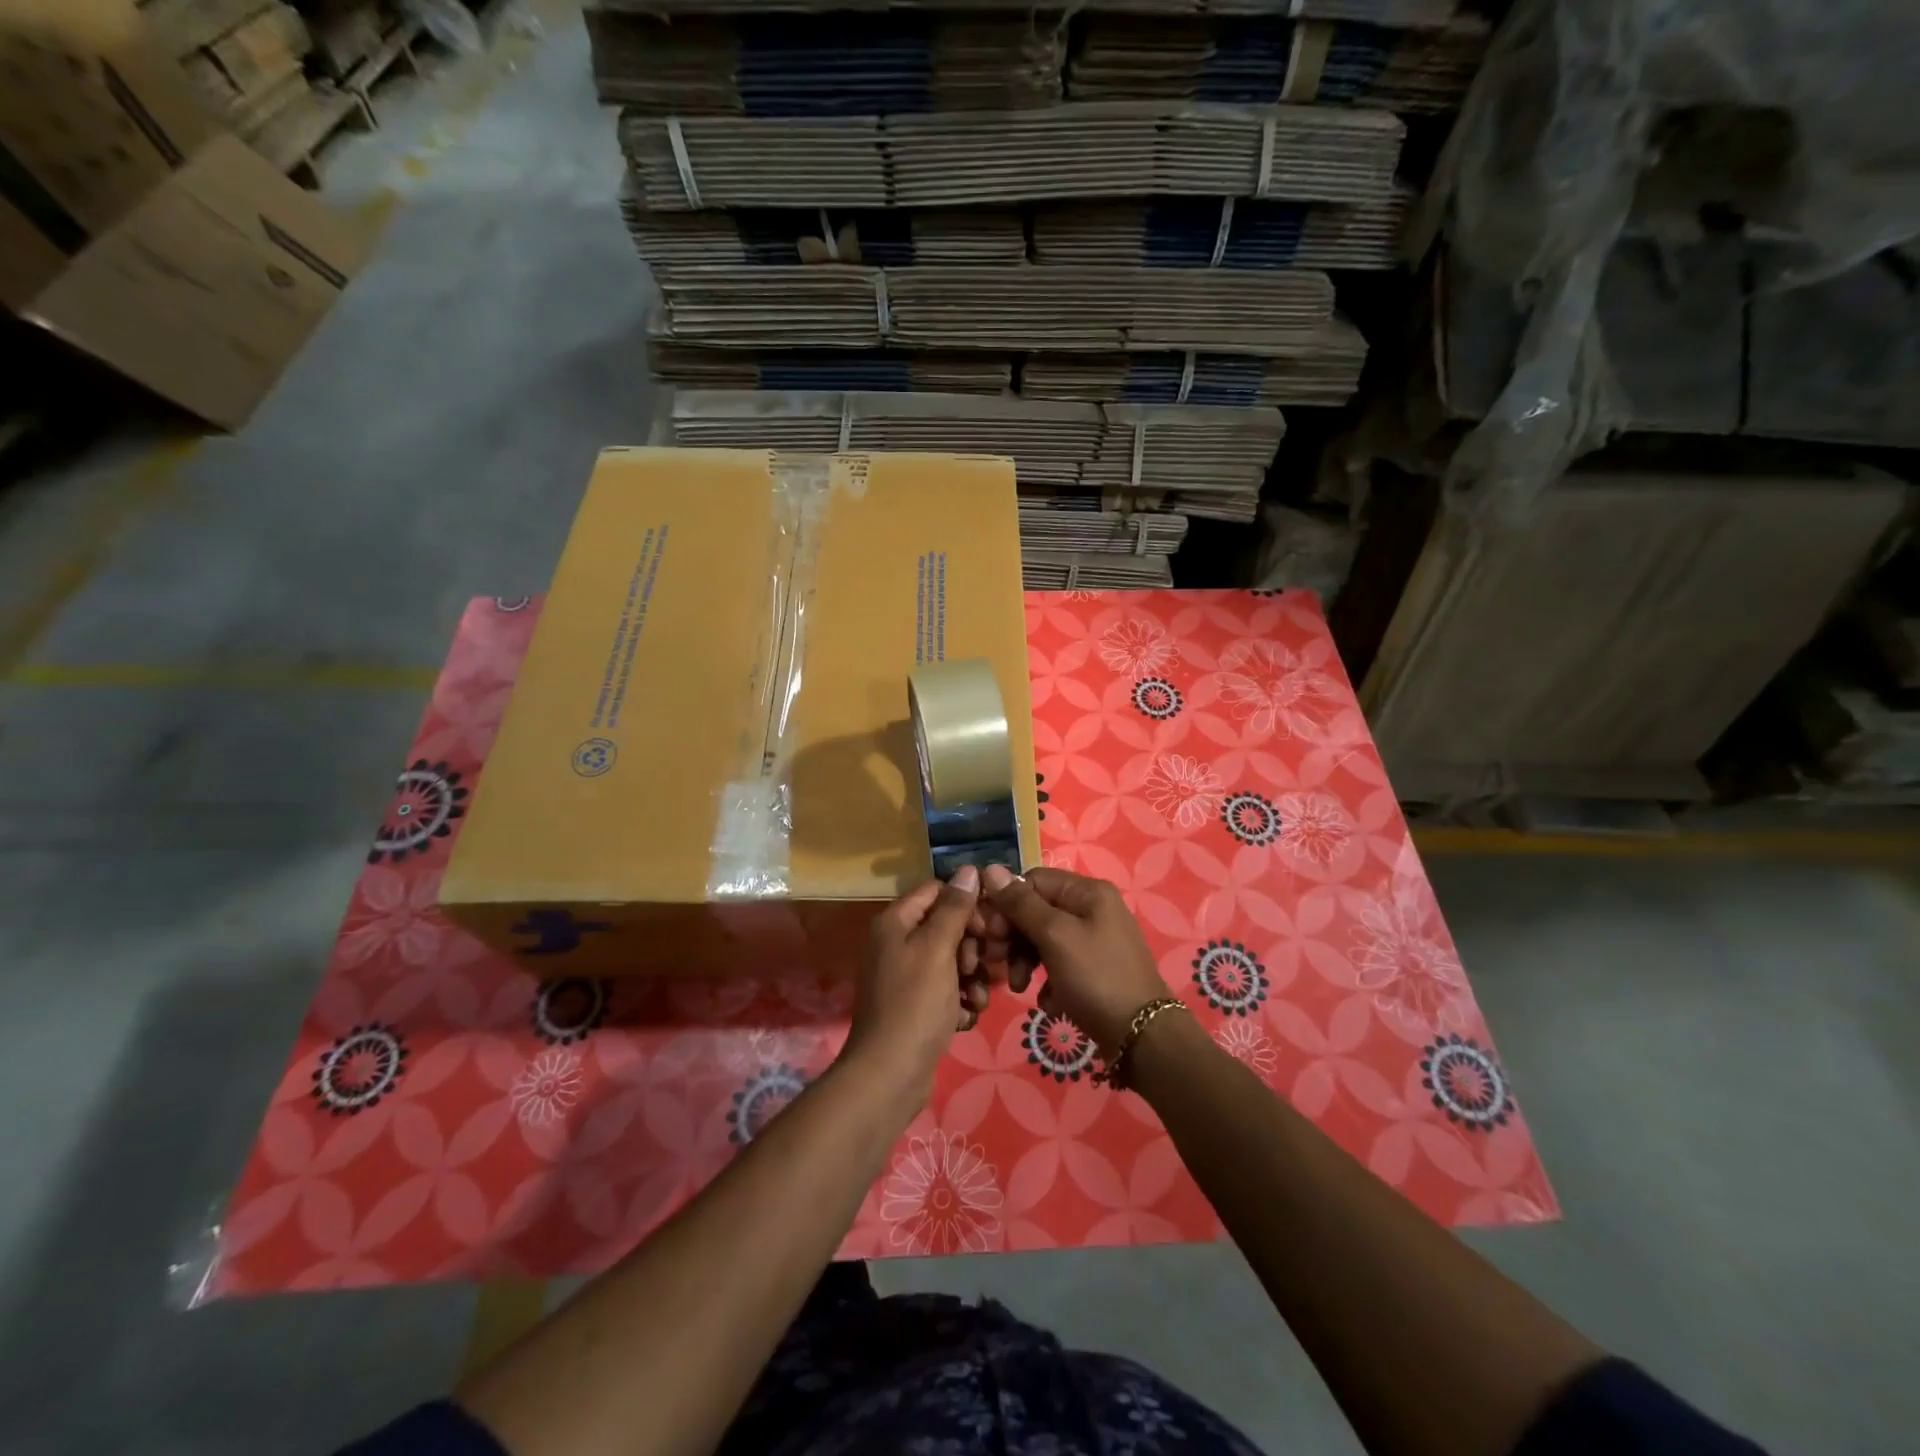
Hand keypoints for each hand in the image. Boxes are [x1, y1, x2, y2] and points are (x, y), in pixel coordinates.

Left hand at [842, 866, 986, 1100]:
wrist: (891, 1074)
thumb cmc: (915, 1004)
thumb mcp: (938, 950)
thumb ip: (955, 908)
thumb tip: (969, 870)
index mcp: (894, 923)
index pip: (937, 892)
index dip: (966, 905)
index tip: (989, 926)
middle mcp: (895, 944)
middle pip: (946, 927)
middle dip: (971, 948)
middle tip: (979, 967)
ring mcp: (904, 976)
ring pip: (951, 962)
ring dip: (970, 979)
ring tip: (975, 1001)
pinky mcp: (914, 1005)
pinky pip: (945, 991)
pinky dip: (959, 1002)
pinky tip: (964, 1020)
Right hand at [977, 865, 1172, 1055]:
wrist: (1141, 1037)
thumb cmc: (1096, 978)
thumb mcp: (1055, 936)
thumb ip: (1021, 904)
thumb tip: (990, 870)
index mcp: (1088, 891)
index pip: (1032, 881)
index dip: (1007, 903)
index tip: (990, 933)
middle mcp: (1093, 908)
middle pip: (1037, 910)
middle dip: (1014, 937)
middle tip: (998, 962)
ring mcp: (1096, 939)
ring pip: (1044, 939)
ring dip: (1025, 961)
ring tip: (1019, 987)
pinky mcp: (1095, 968)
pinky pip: (1059, 963)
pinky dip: (1047, 980)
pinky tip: (1047, 1002)